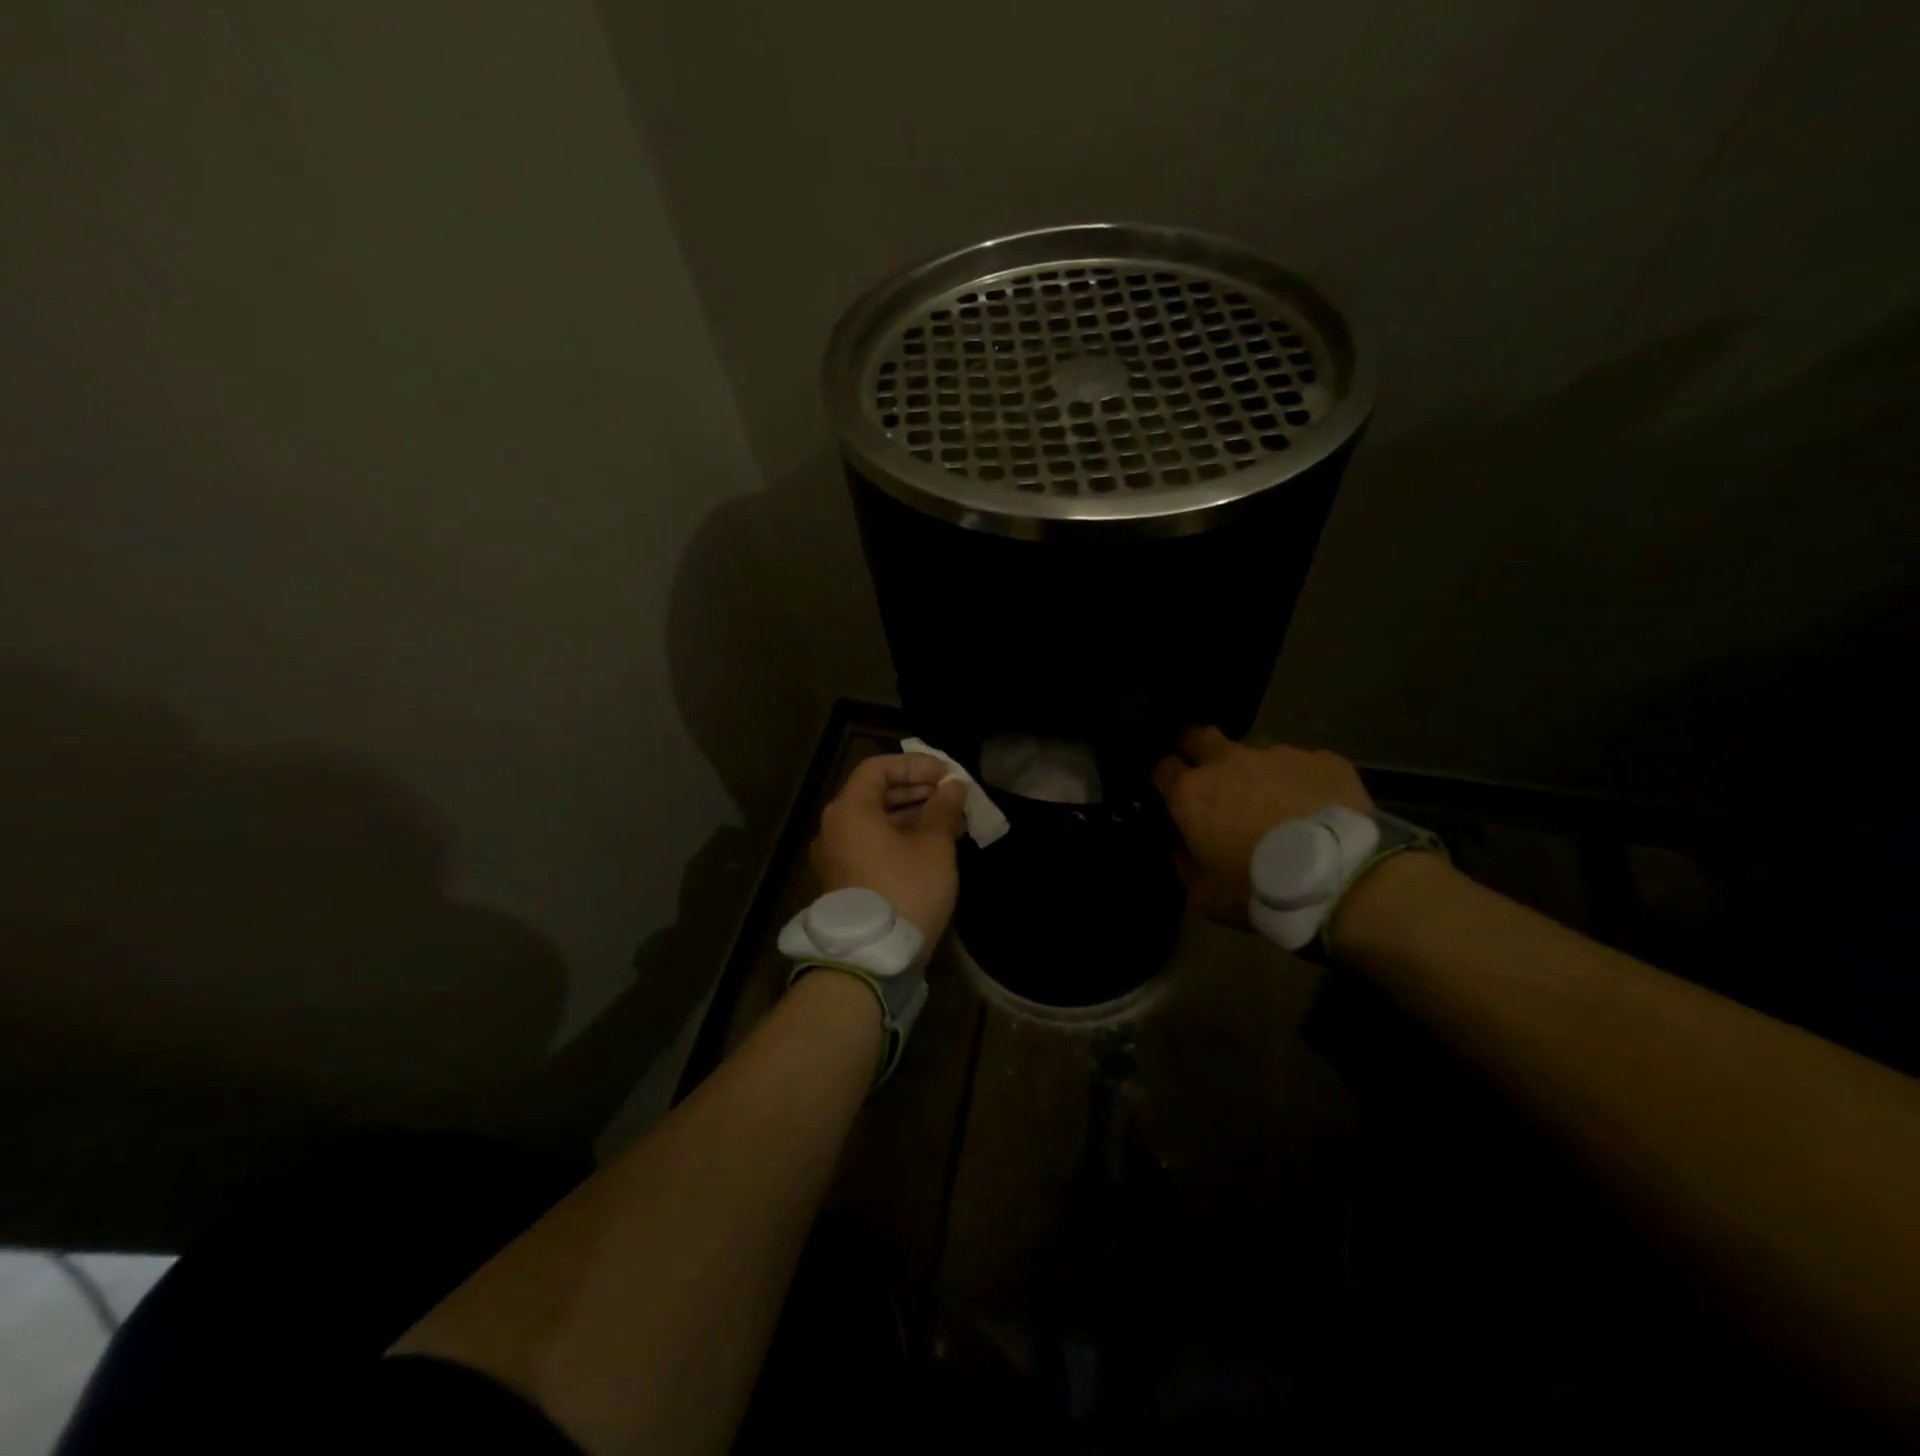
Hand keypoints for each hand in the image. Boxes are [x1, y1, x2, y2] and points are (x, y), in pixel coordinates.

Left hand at [811, 753, 969, 941]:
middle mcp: (835, 828)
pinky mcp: (845, 881)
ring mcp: (837, 856)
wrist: (872, 957)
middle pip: (876, 794)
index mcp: (850, 810)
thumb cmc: (905, 889)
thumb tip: (953, 787)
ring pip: (877, 822)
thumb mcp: (933, 846)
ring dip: (913, 816)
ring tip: (951, 820)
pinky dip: (901, 838)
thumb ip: (943, 809)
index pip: (878, 768)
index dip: (914, 765)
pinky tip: (934, 846)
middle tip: (951, 796)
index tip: (946, 775)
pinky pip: (873, 845)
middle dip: (917, 790)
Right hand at [1152, 726, 1373, 923]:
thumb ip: (1185, 866)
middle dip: (1196, 749)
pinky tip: (1314, 806)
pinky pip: (1302, 764)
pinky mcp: (1322, 759)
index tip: (1170, 790)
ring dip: (1254, 770)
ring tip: (1272, 799)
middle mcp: (1228, 761)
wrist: (1339, 878)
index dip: (1164, 776)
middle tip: (1207, 774)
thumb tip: (1181, 848)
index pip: (1162, 767)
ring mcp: (1277, 754)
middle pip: (1199, 736)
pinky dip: (1299, 781)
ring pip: (1254, 751)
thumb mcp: (1205, 896)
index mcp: (1192, 792)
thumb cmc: (1258, 887)